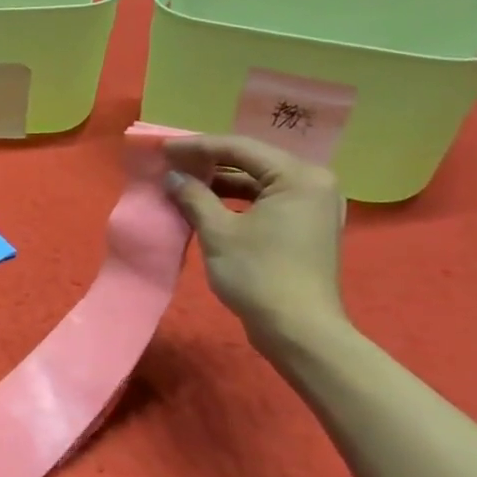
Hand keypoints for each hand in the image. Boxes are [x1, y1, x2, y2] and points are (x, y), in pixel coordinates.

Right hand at [161, 134, 348, 350]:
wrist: (298, 330)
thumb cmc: (258, 274)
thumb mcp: (218, 231)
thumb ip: (194, 196)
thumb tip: (173, 177)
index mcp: (299, 176)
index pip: (240, 147)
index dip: (197, 146)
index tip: (163, 149)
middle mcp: (314, 183)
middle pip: (252, 160)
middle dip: (209, 161)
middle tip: (171, 162)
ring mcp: (314, 206)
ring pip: (259, 181)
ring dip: (221, 181)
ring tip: (183, 181)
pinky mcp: (306, 226)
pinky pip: (267, 200)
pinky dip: (236, 199)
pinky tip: (207, 203)